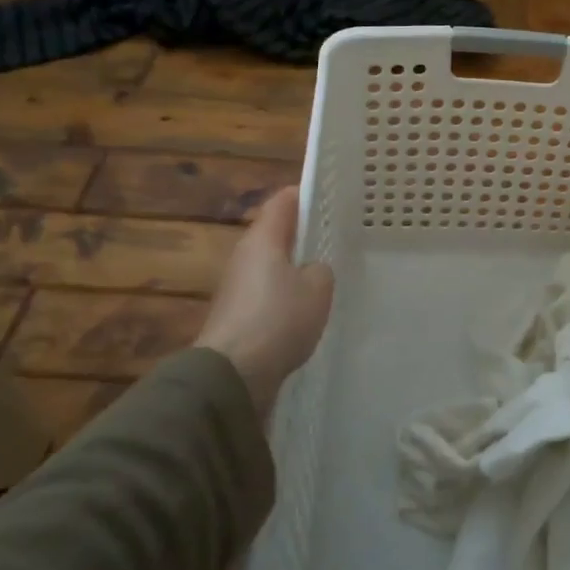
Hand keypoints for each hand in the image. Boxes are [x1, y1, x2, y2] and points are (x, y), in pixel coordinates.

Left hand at [198, 187, 333, 421]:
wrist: (232, 375)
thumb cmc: (278, 319)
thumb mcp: (318, 288)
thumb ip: (321, 269)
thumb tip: (311, 270)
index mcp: (263, 239)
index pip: (283, 201)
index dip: (306, 194)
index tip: (332, 196)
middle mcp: (245, 256)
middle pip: (276, 233)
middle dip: (304, 232)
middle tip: (337, 235)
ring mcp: (238, 287)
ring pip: (273, 265)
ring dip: (296, 267)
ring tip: (328, 273)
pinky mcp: (238, 315)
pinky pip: (268, 293)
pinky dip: (286, 295)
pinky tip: (307, 309)